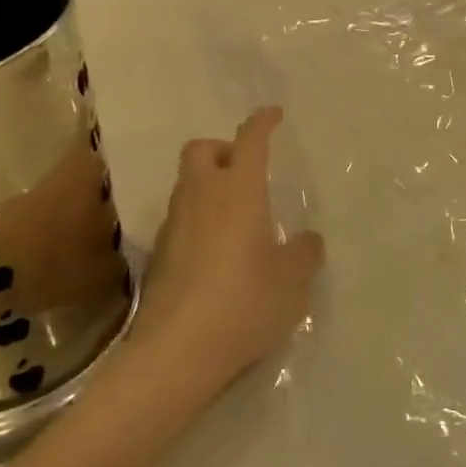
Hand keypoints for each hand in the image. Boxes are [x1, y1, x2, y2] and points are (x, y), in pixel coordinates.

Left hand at [131, 108, 323, 397]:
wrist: (176, 352)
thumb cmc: (244, 303)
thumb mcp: (292, 282)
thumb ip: (304, 254)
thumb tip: (308, 239)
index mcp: (239, 191)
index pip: (250, 140)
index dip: (262, 122)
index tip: (273, 114)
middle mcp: (202, 196)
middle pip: (201, 149)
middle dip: (223, 148)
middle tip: (246, 171)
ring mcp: (174, 224)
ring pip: (187, 184)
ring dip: (208, 185)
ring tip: (235, 216)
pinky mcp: (158, 254)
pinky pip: (180, 218)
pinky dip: (197, 219)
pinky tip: (215, 252)